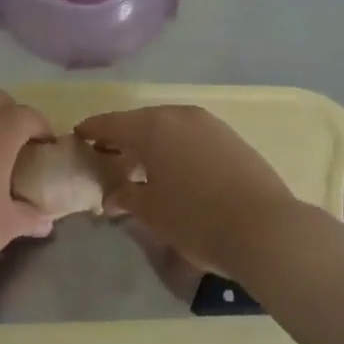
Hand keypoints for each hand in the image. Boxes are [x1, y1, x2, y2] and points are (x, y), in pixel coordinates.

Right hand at [74, 105, 300, 280]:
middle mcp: (178, 115)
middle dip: (122, 136)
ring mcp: (208, 123)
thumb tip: (111, 196)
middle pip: (140, 121)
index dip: (92, 130)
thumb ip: (126, 197)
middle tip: (108, 155)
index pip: (111, 123)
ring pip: (168, 125)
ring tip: (141, 164)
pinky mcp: (230, 136)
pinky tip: (175, 167)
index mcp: (152, 127)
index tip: (78, 136)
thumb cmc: (196, 220)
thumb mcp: (152, 212)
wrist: (265, 228)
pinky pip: (190, 134)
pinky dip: (175, 145)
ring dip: (151, 140)